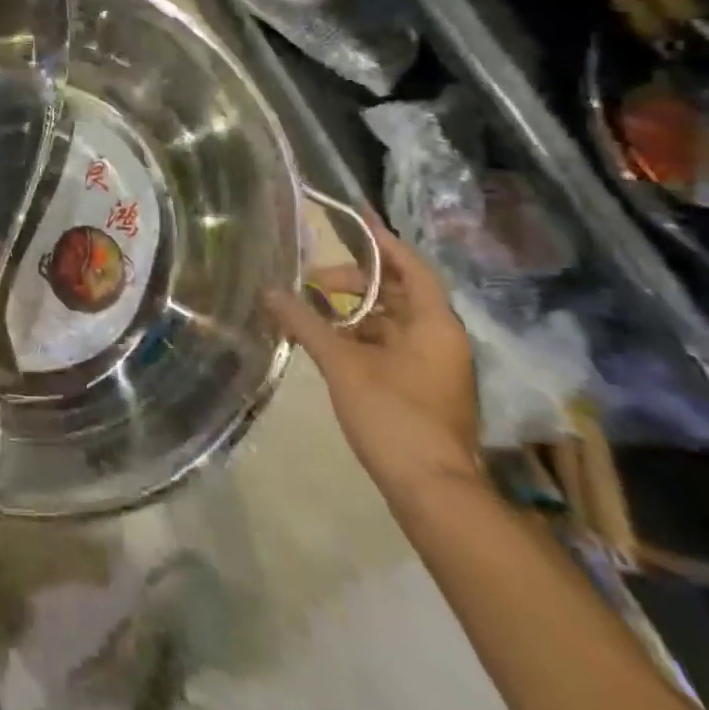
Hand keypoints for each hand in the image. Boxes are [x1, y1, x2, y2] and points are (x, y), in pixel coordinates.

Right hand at [264, 216, 481, 500]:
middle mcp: (439, 338)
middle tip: (313, 279)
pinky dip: (358, 335)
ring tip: (311, 307)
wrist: (432, 491)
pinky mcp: (420, 388)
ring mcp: (432, 366)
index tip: (353, 218)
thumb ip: (305, 323)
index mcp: (433, 324)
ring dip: (352, 310)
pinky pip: (388, 345)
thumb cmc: (394, 415)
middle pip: (397, 292)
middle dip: (354, 280)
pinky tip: (324, 339)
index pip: (410, 266)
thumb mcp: (342, 364)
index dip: (382, 241)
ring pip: (390, 321)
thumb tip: (269, 291)